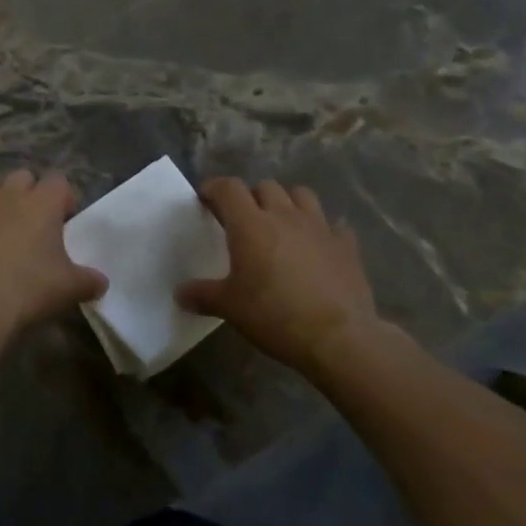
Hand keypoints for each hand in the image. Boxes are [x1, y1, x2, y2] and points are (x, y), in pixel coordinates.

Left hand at [0, 171, 106, 336]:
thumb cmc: (29, 291)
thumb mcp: (69, 289)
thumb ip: (89, 280)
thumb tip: (100, 282)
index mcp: (42, 203)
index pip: (59, 182)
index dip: (63, 198)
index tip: (65, 220)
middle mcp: (8, 194)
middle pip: (22, 176)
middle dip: (28, 192)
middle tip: (31, 221)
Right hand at [177, 178, 402, 375]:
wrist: (338, 338)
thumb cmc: (275, 316)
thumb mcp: (230, 308)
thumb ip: (203, 295)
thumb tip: (179, 294)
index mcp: (251, 224)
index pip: (228, 188)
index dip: (214, 188)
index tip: (206, 199)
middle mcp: (284, 215)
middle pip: (265, 186)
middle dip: (251, 197)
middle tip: (244, 220)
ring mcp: (319, 227)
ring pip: (301, 195)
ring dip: (288, 203)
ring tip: (281, 225)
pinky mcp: (346, 245)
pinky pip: (334, 226)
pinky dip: (323, 231)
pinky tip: (318, 248)